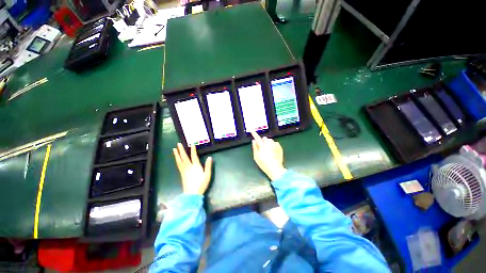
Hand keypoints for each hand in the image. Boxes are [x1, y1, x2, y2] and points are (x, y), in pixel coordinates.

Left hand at [173, 143, 212, 194]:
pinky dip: (177, 160)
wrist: (192, 194)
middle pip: (184, 157)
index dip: (193, 150)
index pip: (194, 156)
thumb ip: (208, 166)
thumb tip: (209, 157)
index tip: (192, 144)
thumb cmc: (201, 184)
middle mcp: (188, 167)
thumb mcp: (207, 175)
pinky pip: (178, 165)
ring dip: (177, 154)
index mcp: (195, 166)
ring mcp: (184, 170)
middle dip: (181, 150)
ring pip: (179, 160)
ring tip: (174, 149)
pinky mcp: (181, 174)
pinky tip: (176, 159)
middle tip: (178, 144)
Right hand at [251, 132, 286, 180]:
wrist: (275, 169)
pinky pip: (275, 143)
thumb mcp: (256, 157)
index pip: (257, 138)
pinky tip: (273, 151)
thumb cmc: (264, 163)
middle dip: (263, 141)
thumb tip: (253, 141)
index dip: (254, 134)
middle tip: (262, 147)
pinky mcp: (280, 147)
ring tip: (268, 150)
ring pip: (270, 140)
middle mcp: (269, 143)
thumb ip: (255, 147)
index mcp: (262, 145)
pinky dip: (273, 145)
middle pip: (265, 138)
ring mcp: (275, 145)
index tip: (252, 130)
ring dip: (268, 143)